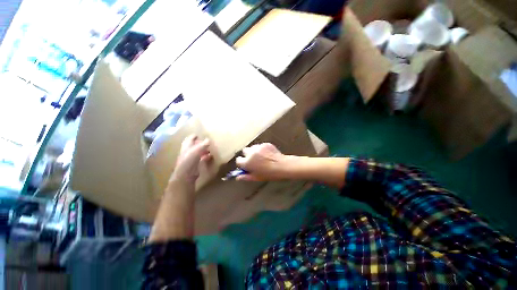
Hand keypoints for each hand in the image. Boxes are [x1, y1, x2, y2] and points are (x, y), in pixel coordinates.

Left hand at [170, 135, 211, 184]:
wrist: (186, 175)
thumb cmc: (189, 160)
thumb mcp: (197, 150)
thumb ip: (203, 144)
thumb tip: (209, 139)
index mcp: (187, 146)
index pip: (190, 139)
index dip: (194, 136)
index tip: (199, 134)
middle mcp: (188, 151)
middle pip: (194, 145)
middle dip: (200, 143)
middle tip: (208, 141)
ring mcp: (192, 158)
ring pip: (199, 152)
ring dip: (204, 150)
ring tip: (211, 148)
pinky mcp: (196, 164)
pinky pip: (202, 158)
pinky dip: (206, 156)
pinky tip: (211, 156)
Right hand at [235, 143, 288, 180]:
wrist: (282, 166)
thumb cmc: (269, 174)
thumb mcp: (256, 177)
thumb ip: (245, 177)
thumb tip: (238, 177)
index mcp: (247, 162)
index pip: (239, 160)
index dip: (242, 163)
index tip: (245, 165)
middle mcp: (251, 153)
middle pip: (245, 151)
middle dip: (247, 155)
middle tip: (253, 160)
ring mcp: (258, 147)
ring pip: (252, 147)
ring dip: (254, 151)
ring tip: (261, 157)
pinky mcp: (265, 144)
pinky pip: (260, 146)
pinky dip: (262, 149)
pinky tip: (268, 154)